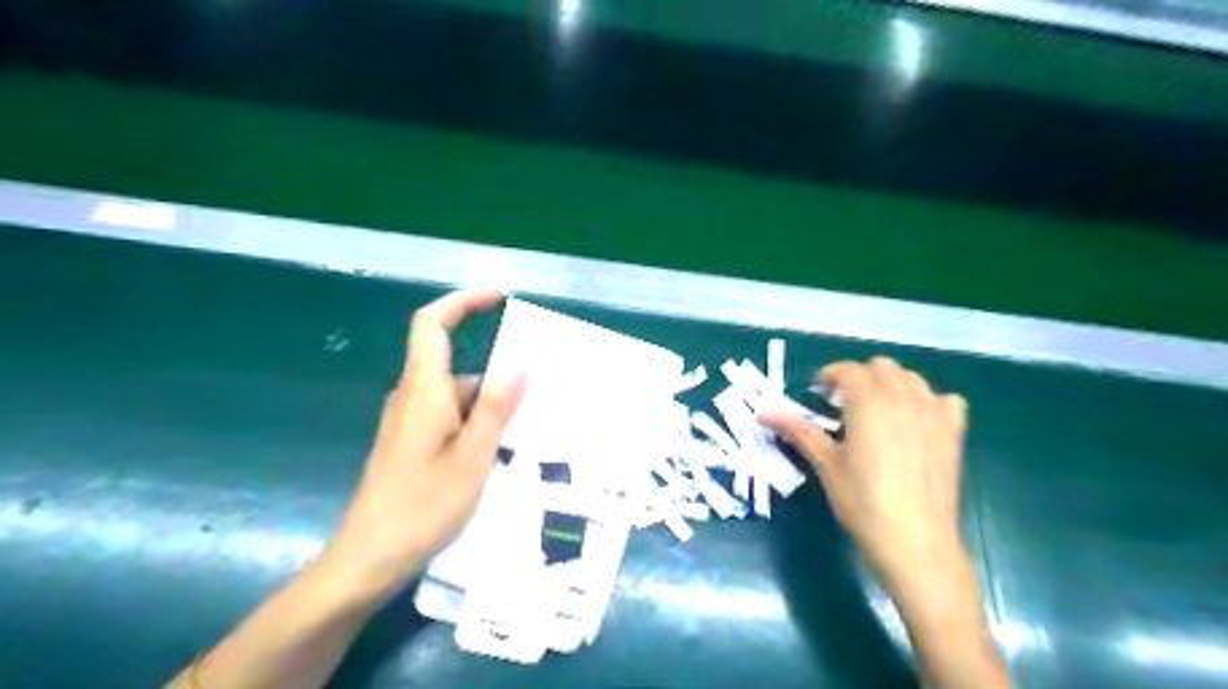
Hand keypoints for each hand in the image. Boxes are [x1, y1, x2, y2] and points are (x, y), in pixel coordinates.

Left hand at [318, 289, 525, 601]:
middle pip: (457, 367)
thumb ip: (495, 407)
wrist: (367, 561)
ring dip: (491, 410)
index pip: (432, 324)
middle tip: (539, 399)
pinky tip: (502, 457)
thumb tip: (520, 362)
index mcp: (423, 390)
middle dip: (498, 377)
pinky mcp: (412, 445)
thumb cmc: (421, 507)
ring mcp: (411, 423)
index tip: (498, 300)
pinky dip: (478, 428)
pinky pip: (451, 420)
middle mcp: (413, 398)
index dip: (462, 302)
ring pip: (458, 399)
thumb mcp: (472, 457)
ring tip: (530, 436)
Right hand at [759, 357, 968, 588]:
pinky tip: (916, 422)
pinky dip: (928, 401)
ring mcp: (933, 414)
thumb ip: (798, 430)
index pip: (848, 370)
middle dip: (860, 376)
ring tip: (876, 409)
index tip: (817, 392)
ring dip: (891, 384)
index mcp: (868, 403)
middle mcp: (903, 399)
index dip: (830, 375)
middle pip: (882, 367)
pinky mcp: (953, 434)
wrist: (914, 540)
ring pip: (912, 378)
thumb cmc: (862, 501)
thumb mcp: (825, 464)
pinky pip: (945, 400)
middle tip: (842, 402)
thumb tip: (763, 412)